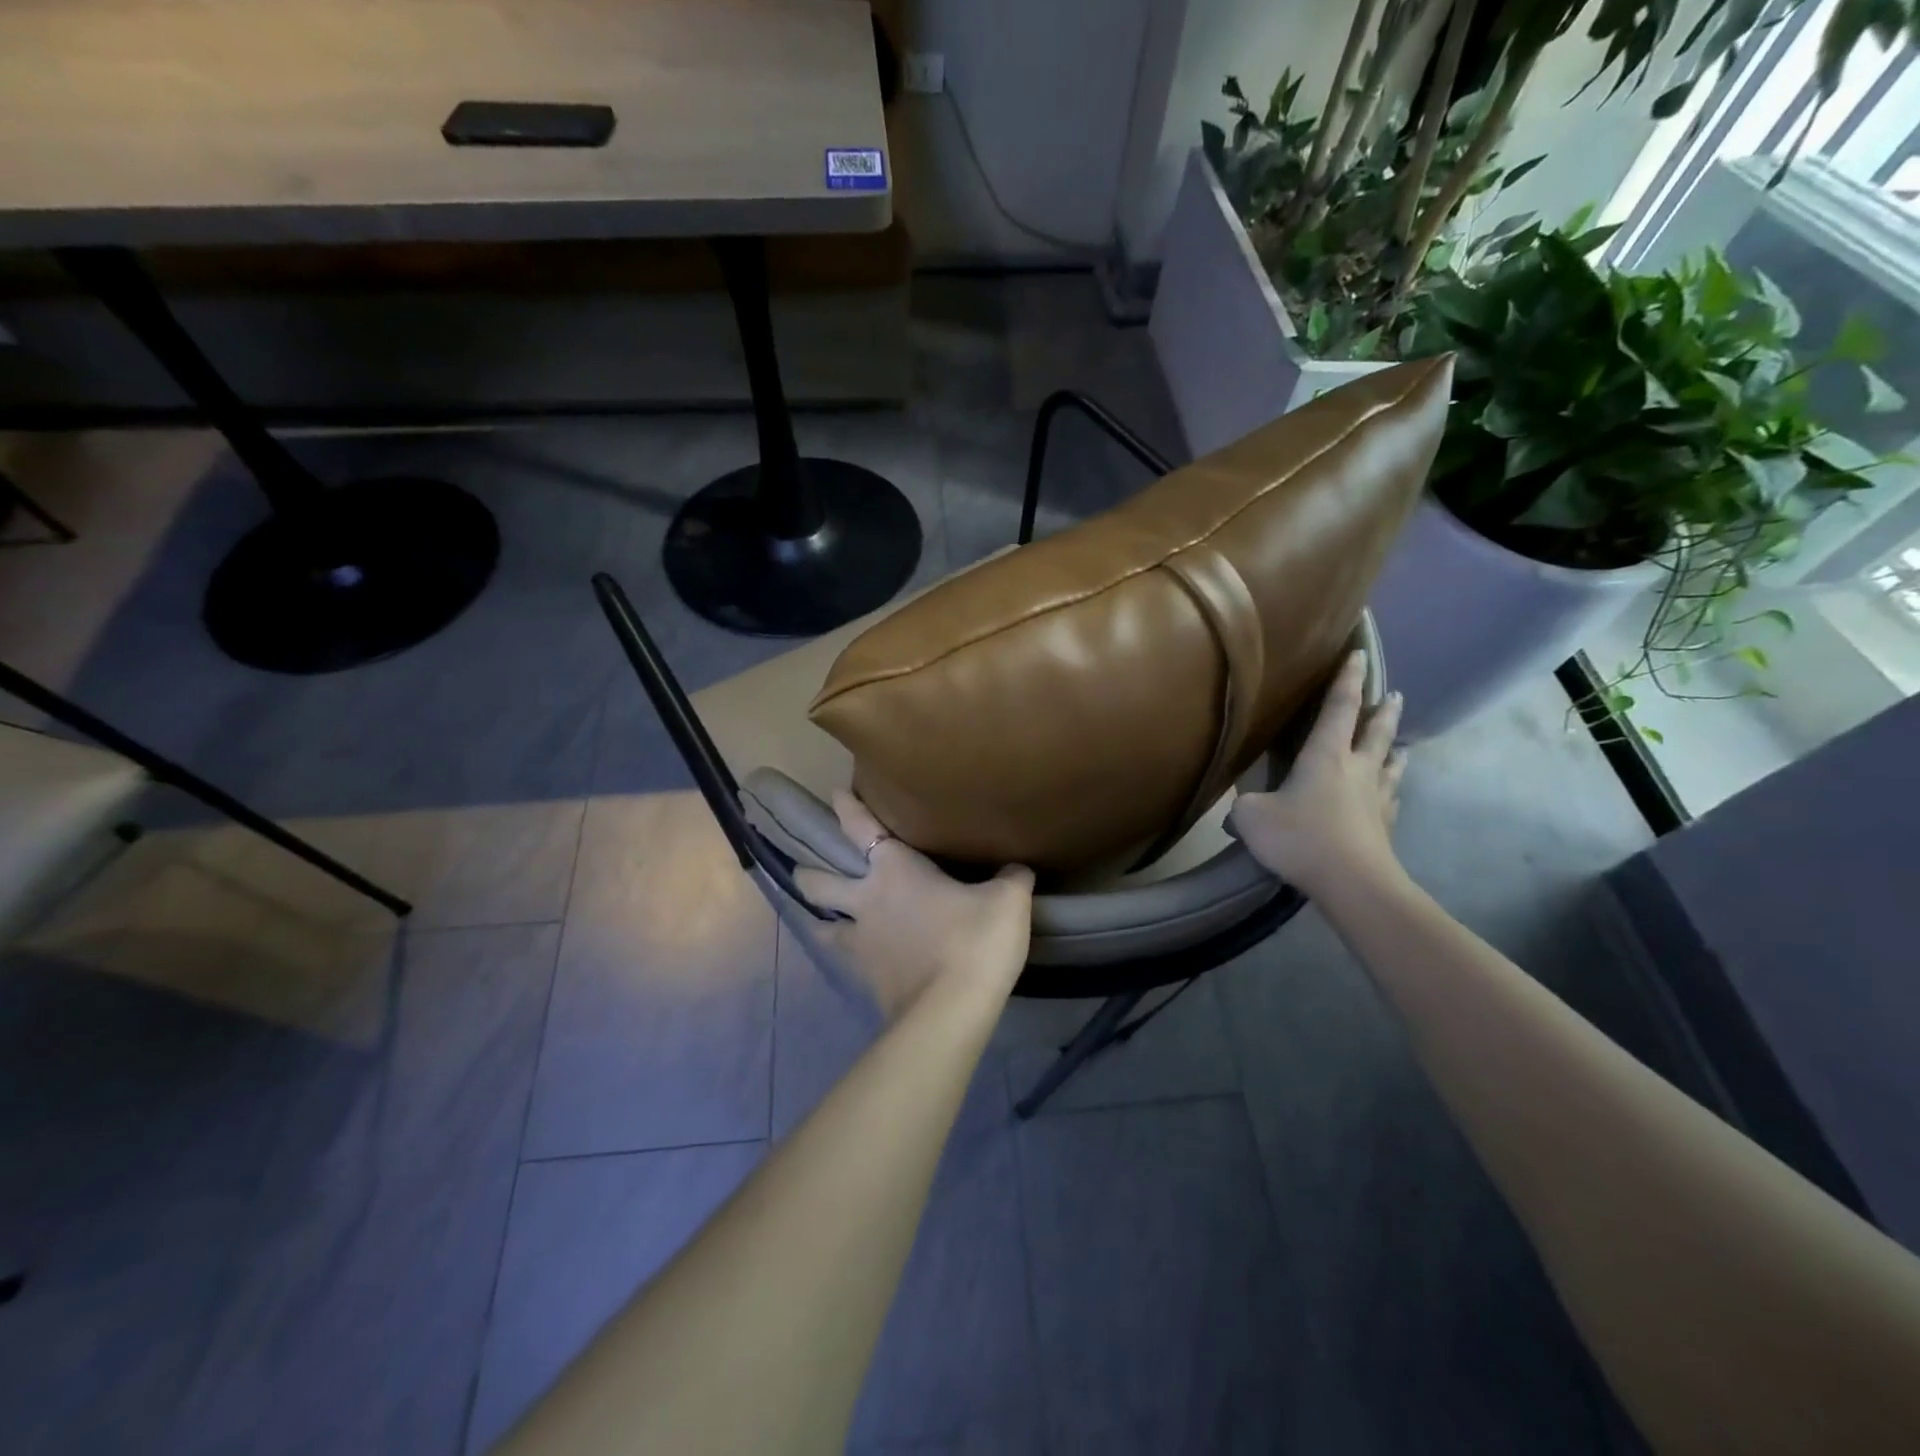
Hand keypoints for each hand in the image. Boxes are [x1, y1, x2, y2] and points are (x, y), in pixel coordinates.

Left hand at [794, 792, 1034, 1021]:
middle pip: (820, 881)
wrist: (950, 1012)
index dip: (848, 808)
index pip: (862, 828)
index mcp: (895, 870)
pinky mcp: (864, 980)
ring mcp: (860, 943)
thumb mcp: (1008, 902)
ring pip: (822, 925)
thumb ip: (1011, 879)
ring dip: (820, 918)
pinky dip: (847, 955)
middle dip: (809, 873)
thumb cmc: (974, 941)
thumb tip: (1016, 870)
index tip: (836, 794)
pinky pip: (846, 960)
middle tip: (806, 870)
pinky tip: (858, 959)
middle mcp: (867, 901)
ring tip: (823, 918)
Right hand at [1228, 649, 1407, 898]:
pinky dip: (1393, 789)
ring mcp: (1376, 798)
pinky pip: (1392, 798)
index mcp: (1325, 756)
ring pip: (1390, 764)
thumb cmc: (1300, 838)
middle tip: (1393, 694)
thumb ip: (1242, 805)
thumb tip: (1239, 808)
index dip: (1347, 679)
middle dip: (1382, 710)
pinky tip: (1392, 793)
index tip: (1357, 655)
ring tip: (1400, 742)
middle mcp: (1356, 769)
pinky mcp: (1385, 826)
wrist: (1351, 881)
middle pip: (1375, 731)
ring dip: (1395, 748)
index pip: (1339, 707)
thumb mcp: (1251, 818)